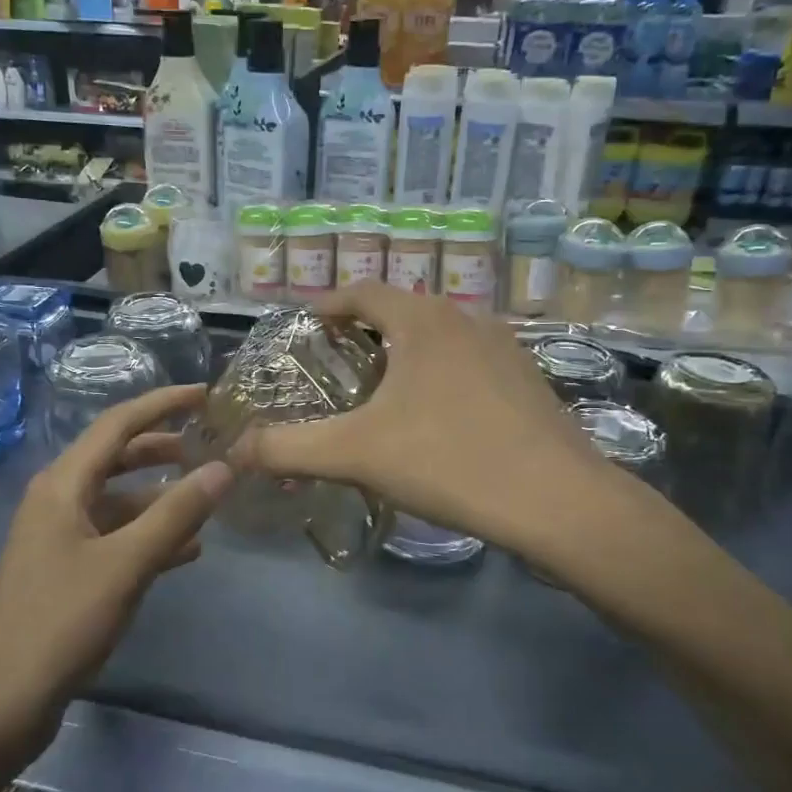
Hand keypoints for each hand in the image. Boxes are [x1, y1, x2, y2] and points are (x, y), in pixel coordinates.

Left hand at [0, 385, 231, 749]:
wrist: (1, 700)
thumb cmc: (60, 622)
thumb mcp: (126, 564)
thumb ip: (177, 514)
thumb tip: (223, 468)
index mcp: (62, 485)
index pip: (117, 424)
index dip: (162, 404)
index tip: (204, 395)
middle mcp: (57, 500)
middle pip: (116, 457)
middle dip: (162, 447)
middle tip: (208, 444)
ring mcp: (59, 537)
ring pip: (118, 500)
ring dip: (160, 495)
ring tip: (207, 499)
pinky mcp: (65, 571)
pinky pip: (114, 536)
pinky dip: (148, 534)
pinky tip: (185, 551)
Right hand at [233, 284, 669, 580]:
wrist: (556, 499)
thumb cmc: (448, 459)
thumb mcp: (356, 454)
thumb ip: (289, 447)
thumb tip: (235, 451)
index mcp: (422, 320)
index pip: (363, 291)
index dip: (328, 304)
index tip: (307, 326)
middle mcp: (466, 319)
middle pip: (402, 311)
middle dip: (365, 332)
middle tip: (337, 366)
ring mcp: (505, 348)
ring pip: (440, 338)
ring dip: (407, 354)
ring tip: (384, 392)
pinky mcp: (529, 380)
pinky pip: (471, 363)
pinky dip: (443, 376)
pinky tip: (439, 419)